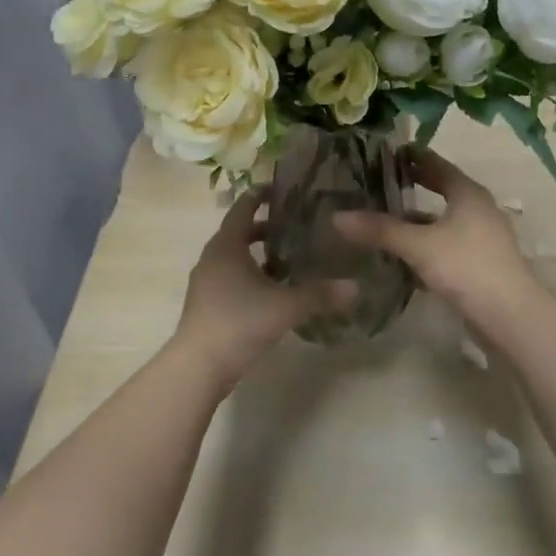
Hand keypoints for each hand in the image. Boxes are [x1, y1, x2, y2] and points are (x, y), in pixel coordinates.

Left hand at [170, 189, 354, 390]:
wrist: (198, 366)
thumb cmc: (240, 322)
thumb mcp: (286, 306)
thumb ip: (321, 294)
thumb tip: (356, 287)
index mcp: (227, 245)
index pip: (244, 207)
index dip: (261, 195)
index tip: (282, 189)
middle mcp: (213, 257)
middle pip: (239, 231)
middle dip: (266, 227)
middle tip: (295, 225)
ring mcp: (206, 281)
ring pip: (234, 257)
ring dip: (258, 254)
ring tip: (290, 260)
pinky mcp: (207, 303)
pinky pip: (230, 277)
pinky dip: (250, 275)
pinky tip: (273, 291)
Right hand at [334, 150, 537, 315]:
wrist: (510, 317)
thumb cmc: (466, 267)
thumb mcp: (419, 245)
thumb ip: (380, 230)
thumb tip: (337, 216)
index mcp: (468, 194)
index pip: (438, 165)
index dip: (413, 157)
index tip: (387, 152)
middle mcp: (478, 210)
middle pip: (441, 191)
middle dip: (413, 187)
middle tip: (379, 182)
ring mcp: (481, 239)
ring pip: (442, 222)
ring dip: (416, 221)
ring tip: (382, 220)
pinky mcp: (479, 265)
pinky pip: (445, 247)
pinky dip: (424, 246)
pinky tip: (401, 257)